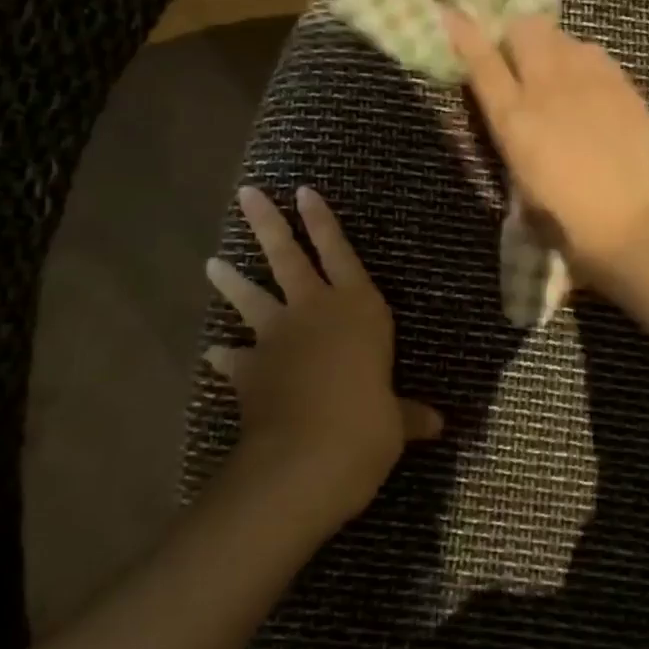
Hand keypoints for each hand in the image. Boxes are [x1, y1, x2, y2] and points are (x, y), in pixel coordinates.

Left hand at [206, 186, 441, 527]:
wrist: (308, 456)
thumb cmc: (368, 424)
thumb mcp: (396, 421)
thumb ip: (409, 415)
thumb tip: (437, 425)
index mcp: (359, 309)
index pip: (340, 252)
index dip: (322, 221)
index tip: (303, 191)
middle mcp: (315, 311)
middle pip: (287, 257)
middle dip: (268, 223)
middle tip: (247, 194)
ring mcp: (277, 338)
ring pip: (251, 297)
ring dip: (231, 280)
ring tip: (211, 263)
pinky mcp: (251, 371)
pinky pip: (234, 358)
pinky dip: (225, 356)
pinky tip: (215, 353)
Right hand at [443, 9, 648, 288]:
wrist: (630, 225)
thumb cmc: (566, 221)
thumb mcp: (521, 182)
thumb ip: (512, 138)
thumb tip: (513, 113)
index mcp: (514, 119)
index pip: (482, 62)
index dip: (465, 34)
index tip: (453, 14)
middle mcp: (548, 87)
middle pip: (525, 29)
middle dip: (517, 36)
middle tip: (521, 57)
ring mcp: (590, 81)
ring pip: (563, 36)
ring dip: (553, 48)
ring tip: (560, 74)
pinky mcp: (623, 85)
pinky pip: (595, 54)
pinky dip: (584, 62)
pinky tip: (590, 88)